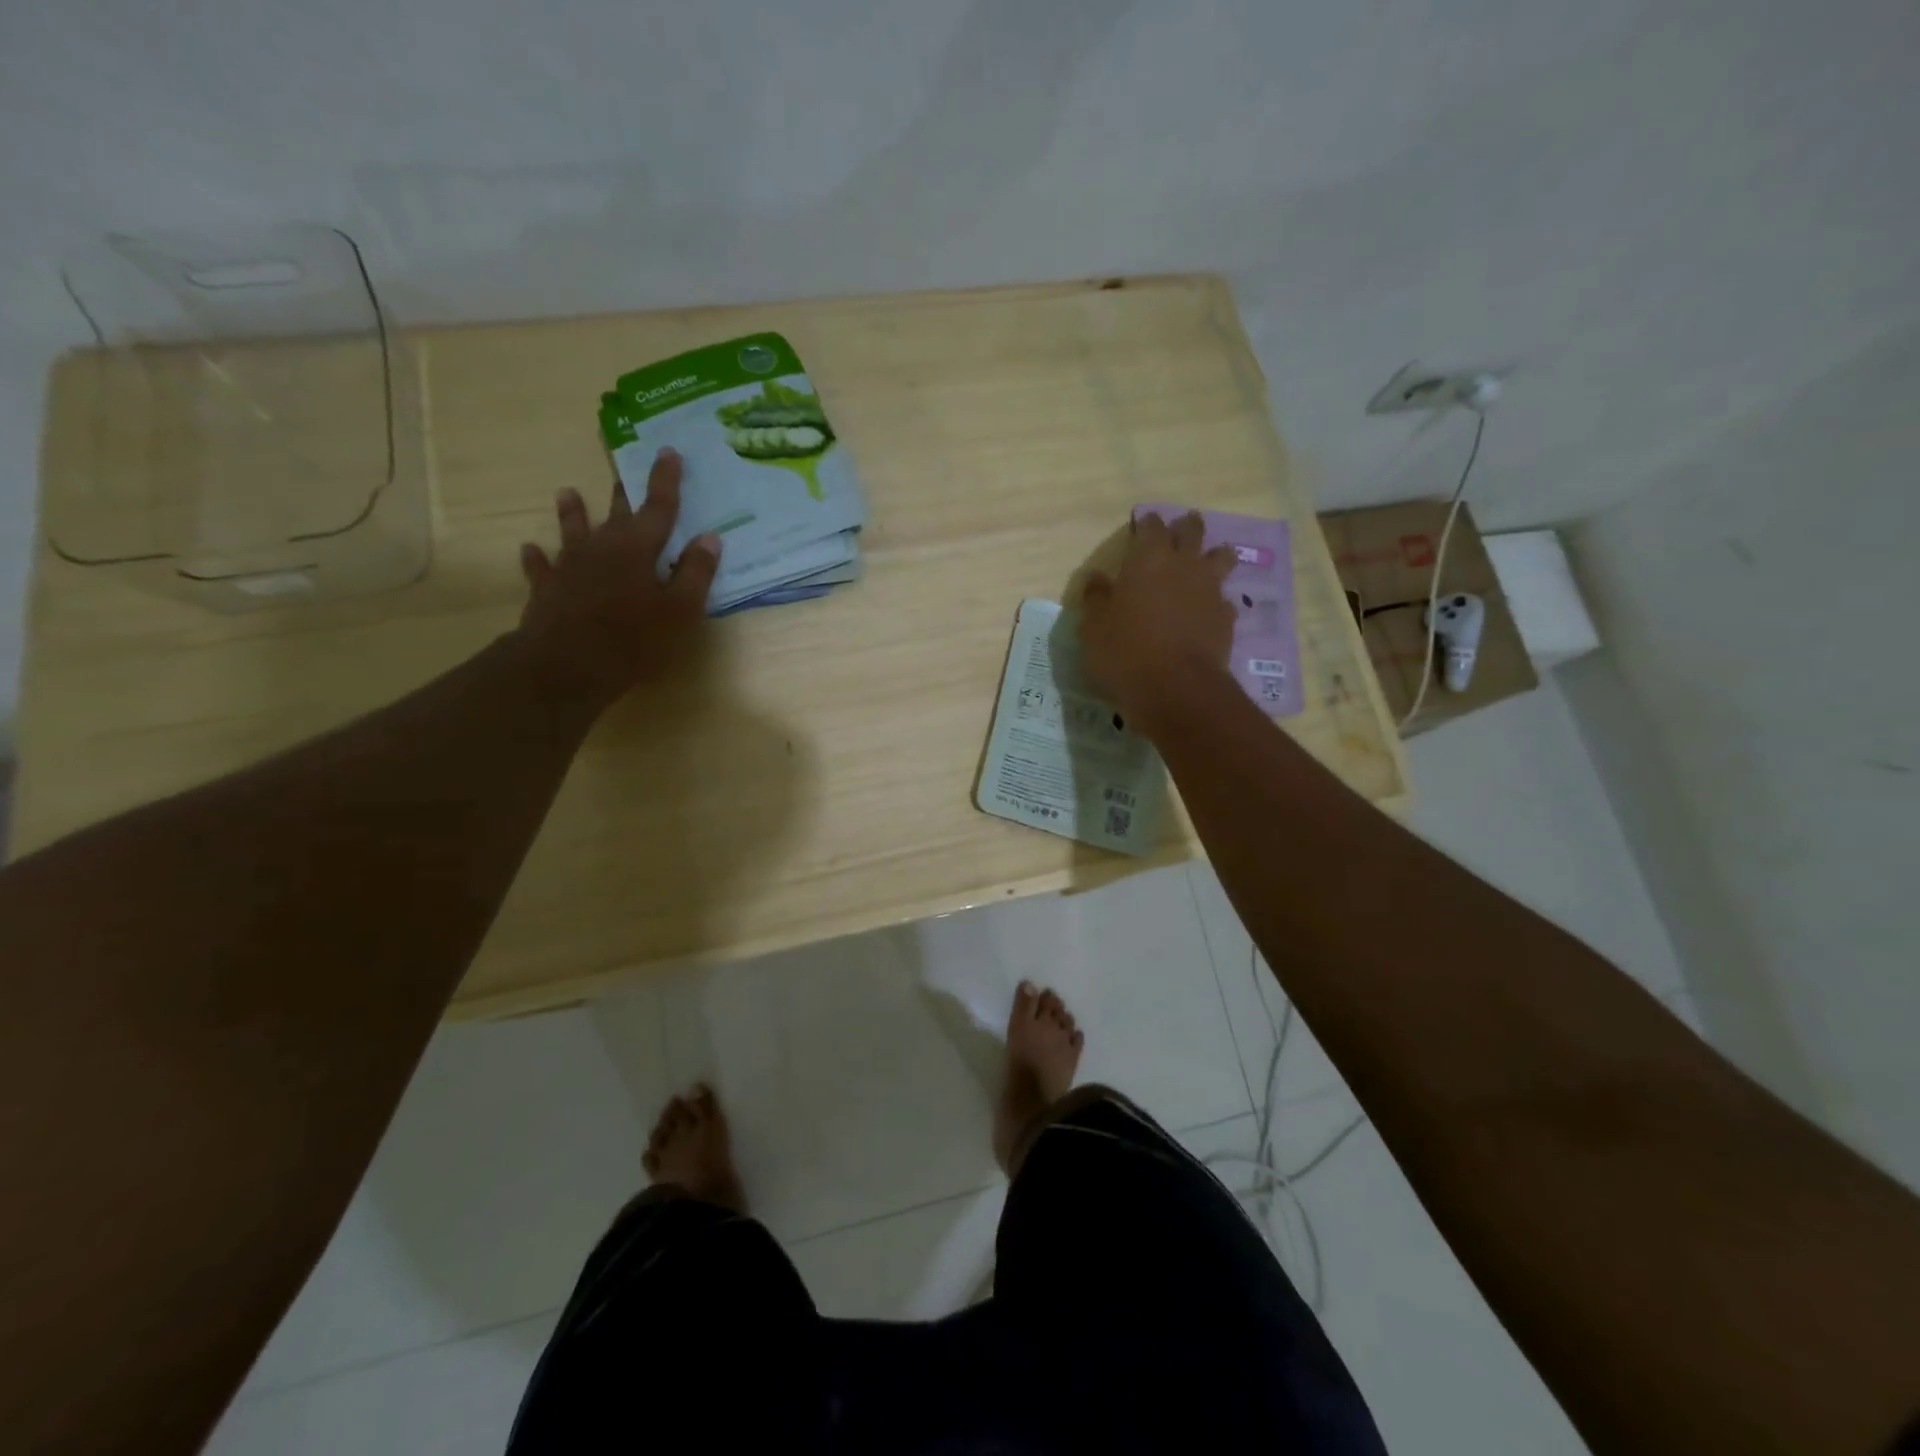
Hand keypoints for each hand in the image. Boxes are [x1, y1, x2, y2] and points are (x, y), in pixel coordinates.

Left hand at [514, 448, 721, 706]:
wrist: (568, 665)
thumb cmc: (634, 639)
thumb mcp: (681, 610)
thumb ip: (696, 573)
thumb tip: (709, 538)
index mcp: (639, 548)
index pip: (658, 507)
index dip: (665, 481)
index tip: (669, 452)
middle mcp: (602, 547)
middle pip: (616, 513)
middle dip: (624, 491)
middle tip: (623, 467)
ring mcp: (570, 567)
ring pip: (572, 532)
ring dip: (572, 513)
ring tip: (567, 492)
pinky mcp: (547, 589)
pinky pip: (541, 568)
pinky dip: (538, 559)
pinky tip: (531, 550)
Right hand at [1079, 511, 1235, 727]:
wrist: (1176, 688)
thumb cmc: (1125, 652)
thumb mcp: (1094, 627)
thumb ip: (1096, 598)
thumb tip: (1097, 579)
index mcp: (1148, 559)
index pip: (1151, 526)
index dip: (1147, 524)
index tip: (1143, 525)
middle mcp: (1184, 565)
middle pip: (1192, 532)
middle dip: (1186, 527)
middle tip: (1181, 529)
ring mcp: (1210, 590)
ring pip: (1221, 558)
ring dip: (1214, 555)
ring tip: (1208, 561)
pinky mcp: (1226, 618)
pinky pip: (1225, 599)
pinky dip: (1216, 600)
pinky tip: (1209, 612)